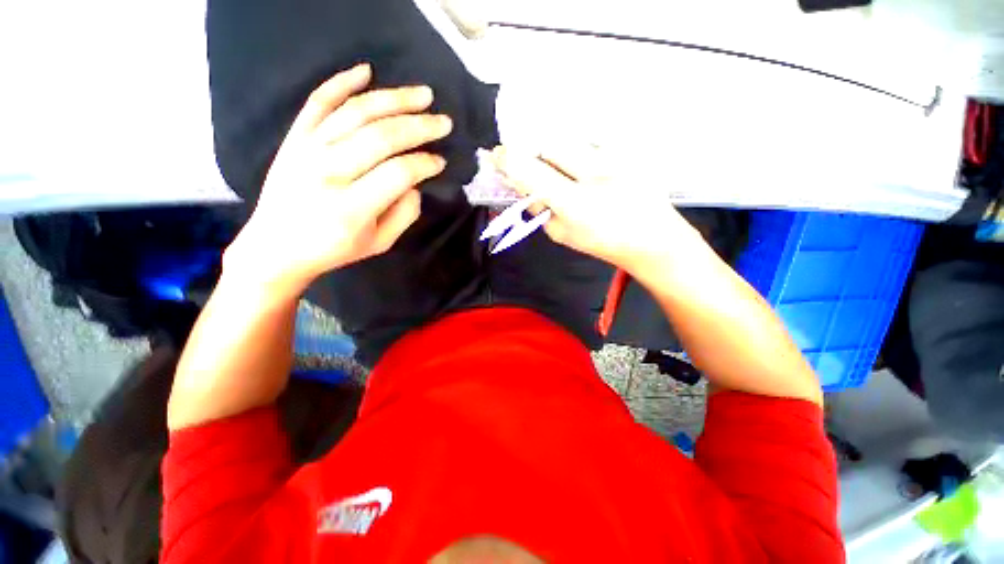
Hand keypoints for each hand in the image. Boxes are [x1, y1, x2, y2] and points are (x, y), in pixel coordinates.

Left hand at [225, 63, 452, 295]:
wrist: (276, 246)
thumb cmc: (334, 249)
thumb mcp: (380, 243)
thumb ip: (405, 214)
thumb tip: (415, 183)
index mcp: (351, 208)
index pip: (398, 173)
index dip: (425, 164)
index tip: (441, 162)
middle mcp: (328, 172)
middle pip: (381, 137)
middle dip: (419, 126)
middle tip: (444, 122)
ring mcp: (307, 150)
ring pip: (356, 112)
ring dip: (394, 99)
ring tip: (423, 94)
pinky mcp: (294, 138)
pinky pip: (318, 102)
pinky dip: (342, 82)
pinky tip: (367, 71)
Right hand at [493, 144, 699, 275]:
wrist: (651, 236)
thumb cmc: (602, 241)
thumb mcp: (561, 234)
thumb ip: (538, 209)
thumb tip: (521, 185)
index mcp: (575, 205)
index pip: (532, 173)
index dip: (509, 160)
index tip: (498, 155)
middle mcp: (596, 174)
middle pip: (551, 144)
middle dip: (535, 151)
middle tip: (534, 163)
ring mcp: (617, 157)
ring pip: (572, 139)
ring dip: (559, 151)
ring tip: (568, 170)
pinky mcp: (630, 149)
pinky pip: (593, 139)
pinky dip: (580, 150)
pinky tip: (589, 167)